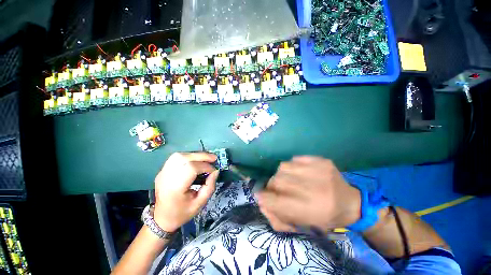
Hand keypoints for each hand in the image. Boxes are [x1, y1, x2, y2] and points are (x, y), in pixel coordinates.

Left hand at [153, 152, 218, 231]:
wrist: (161, 218)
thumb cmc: (182, 213)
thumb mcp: (200, 204)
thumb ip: (210, 186)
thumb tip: (216, 171)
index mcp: (175, 189)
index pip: (191, 169)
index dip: (205, 167)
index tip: (214, 171)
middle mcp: (166, 177)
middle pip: (184, 158)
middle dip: (202, 156)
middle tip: (214, 158)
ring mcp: (162, 173)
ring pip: (179, 155)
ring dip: (195, 155)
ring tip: (206, 158)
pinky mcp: (162, 171)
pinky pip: (176, 158)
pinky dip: (189, 156)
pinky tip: (196, 161)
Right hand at [256, 156, 360, 231]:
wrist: (351, 203)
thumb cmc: (324, 218)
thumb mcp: (300, 226)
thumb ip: (277, 217)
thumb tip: (261, 202)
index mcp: (310, 210)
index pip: (274, 201)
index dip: (264, 197)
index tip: (260, 196)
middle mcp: (313, 189)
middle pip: (277, 181)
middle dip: (272, 186)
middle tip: (278, 190)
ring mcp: (318, 170)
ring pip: (283, 167)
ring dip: (281, 175)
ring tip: (289, 180)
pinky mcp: (321, 160)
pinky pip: (295, 159)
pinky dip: (292, 166)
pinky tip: (300, 172)